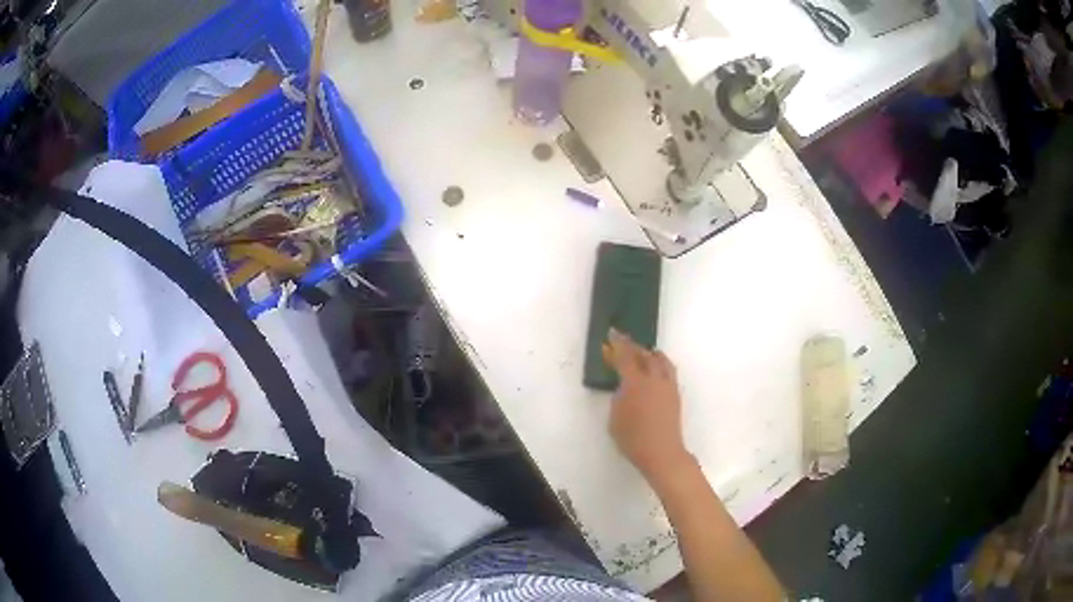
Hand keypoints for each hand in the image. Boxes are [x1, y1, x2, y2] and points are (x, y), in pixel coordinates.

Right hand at [603, 329, 693, 482]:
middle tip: (625, 344)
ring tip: (644, 354)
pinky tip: (655, 373)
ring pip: (662, 361)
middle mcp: (654, 379)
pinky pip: (668, 371)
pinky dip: (660, 365)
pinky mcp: (675, 395)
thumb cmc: (632, 438)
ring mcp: (668, 386)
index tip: (613, 333)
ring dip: (651, 355)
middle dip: (634, 347)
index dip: (618, 344)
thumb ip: (618, 397)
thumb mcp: (615, 418)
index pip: (626, 357)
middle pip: (645, 355)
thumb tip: (624, 387)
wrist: (662, 452)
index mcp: (636, 382)